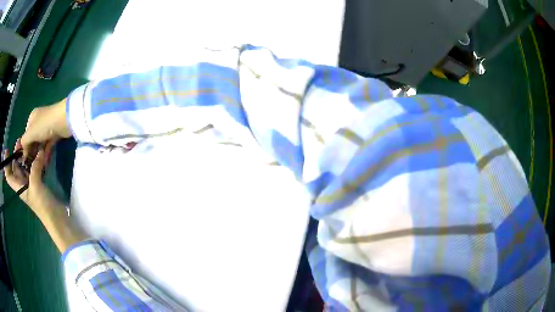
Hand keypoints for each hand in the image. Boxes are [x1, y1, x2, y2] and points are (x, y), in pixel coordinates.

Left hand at [4, 139, 62, 217]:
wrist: (56, 218)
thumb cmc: (42, 206)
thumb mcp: (36, 186)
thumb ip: (35, 167)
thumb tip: (40, 151)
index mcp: (19, 186)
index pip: (9, 175)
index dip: (6, 163)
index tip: (7, 149)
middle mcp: (23, 183)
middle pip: (16, 166)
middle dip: (17, 154)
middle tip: (20, 140)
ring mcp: (31, 182)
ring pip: (25, 165)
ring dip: (27, 154)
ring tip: (30, 143)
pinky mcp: (39, 182)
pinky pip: (35, 166)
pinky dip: (36, 159)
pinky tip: (40, 152)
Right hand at [21, 100, 70, 160]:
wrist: (64, 120)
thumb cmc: (44, 124)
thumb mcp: (30, 133)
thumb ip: (24, 141)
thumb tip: (22, 150)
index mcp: (32, 118)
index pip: (26, 134)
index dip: (25, 147)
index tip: (25, 160)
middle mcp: (39, 121)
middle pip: (34, 140)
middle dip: (32, 152)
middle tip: (31, 166)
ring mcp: (47, 127)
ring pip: (41, 144)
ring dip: (39, 155)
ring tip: (37, 168)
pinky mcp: (55, 134)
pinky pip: (48, 146)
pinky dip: (46, 154)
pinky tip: (44, 165)